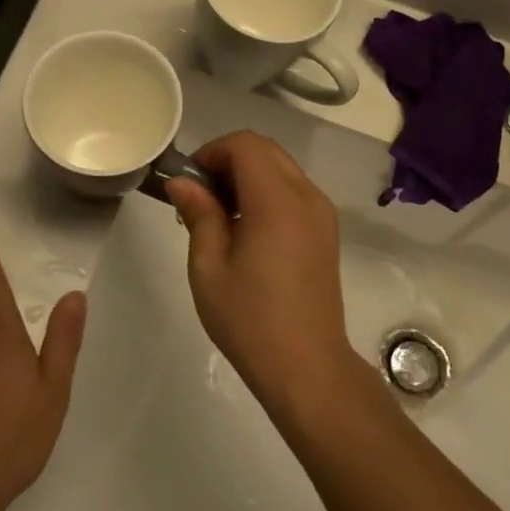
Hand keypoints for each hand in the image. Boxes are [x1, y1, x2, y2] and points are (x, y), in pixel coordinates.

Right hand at [163, 133, 362, 411]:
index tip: (190, 182)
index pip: (245, 145)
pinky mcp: (326, 232)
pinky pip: (294, 191)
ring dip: (249, 176)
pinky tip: (248, 230)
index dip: (213, 152)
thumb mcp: (209, 267)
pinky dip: (267, 193)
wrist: (306, 366)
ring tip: (221, 216)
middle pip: (266, 150)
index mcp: (277, 201)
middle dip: (229, 160)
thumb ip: (199, 214)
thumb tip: (182, 182)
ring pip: (282, 168)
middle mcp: (306, 196)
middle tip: (201, 197)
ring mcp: (322, 214)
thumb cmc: (250, 319)